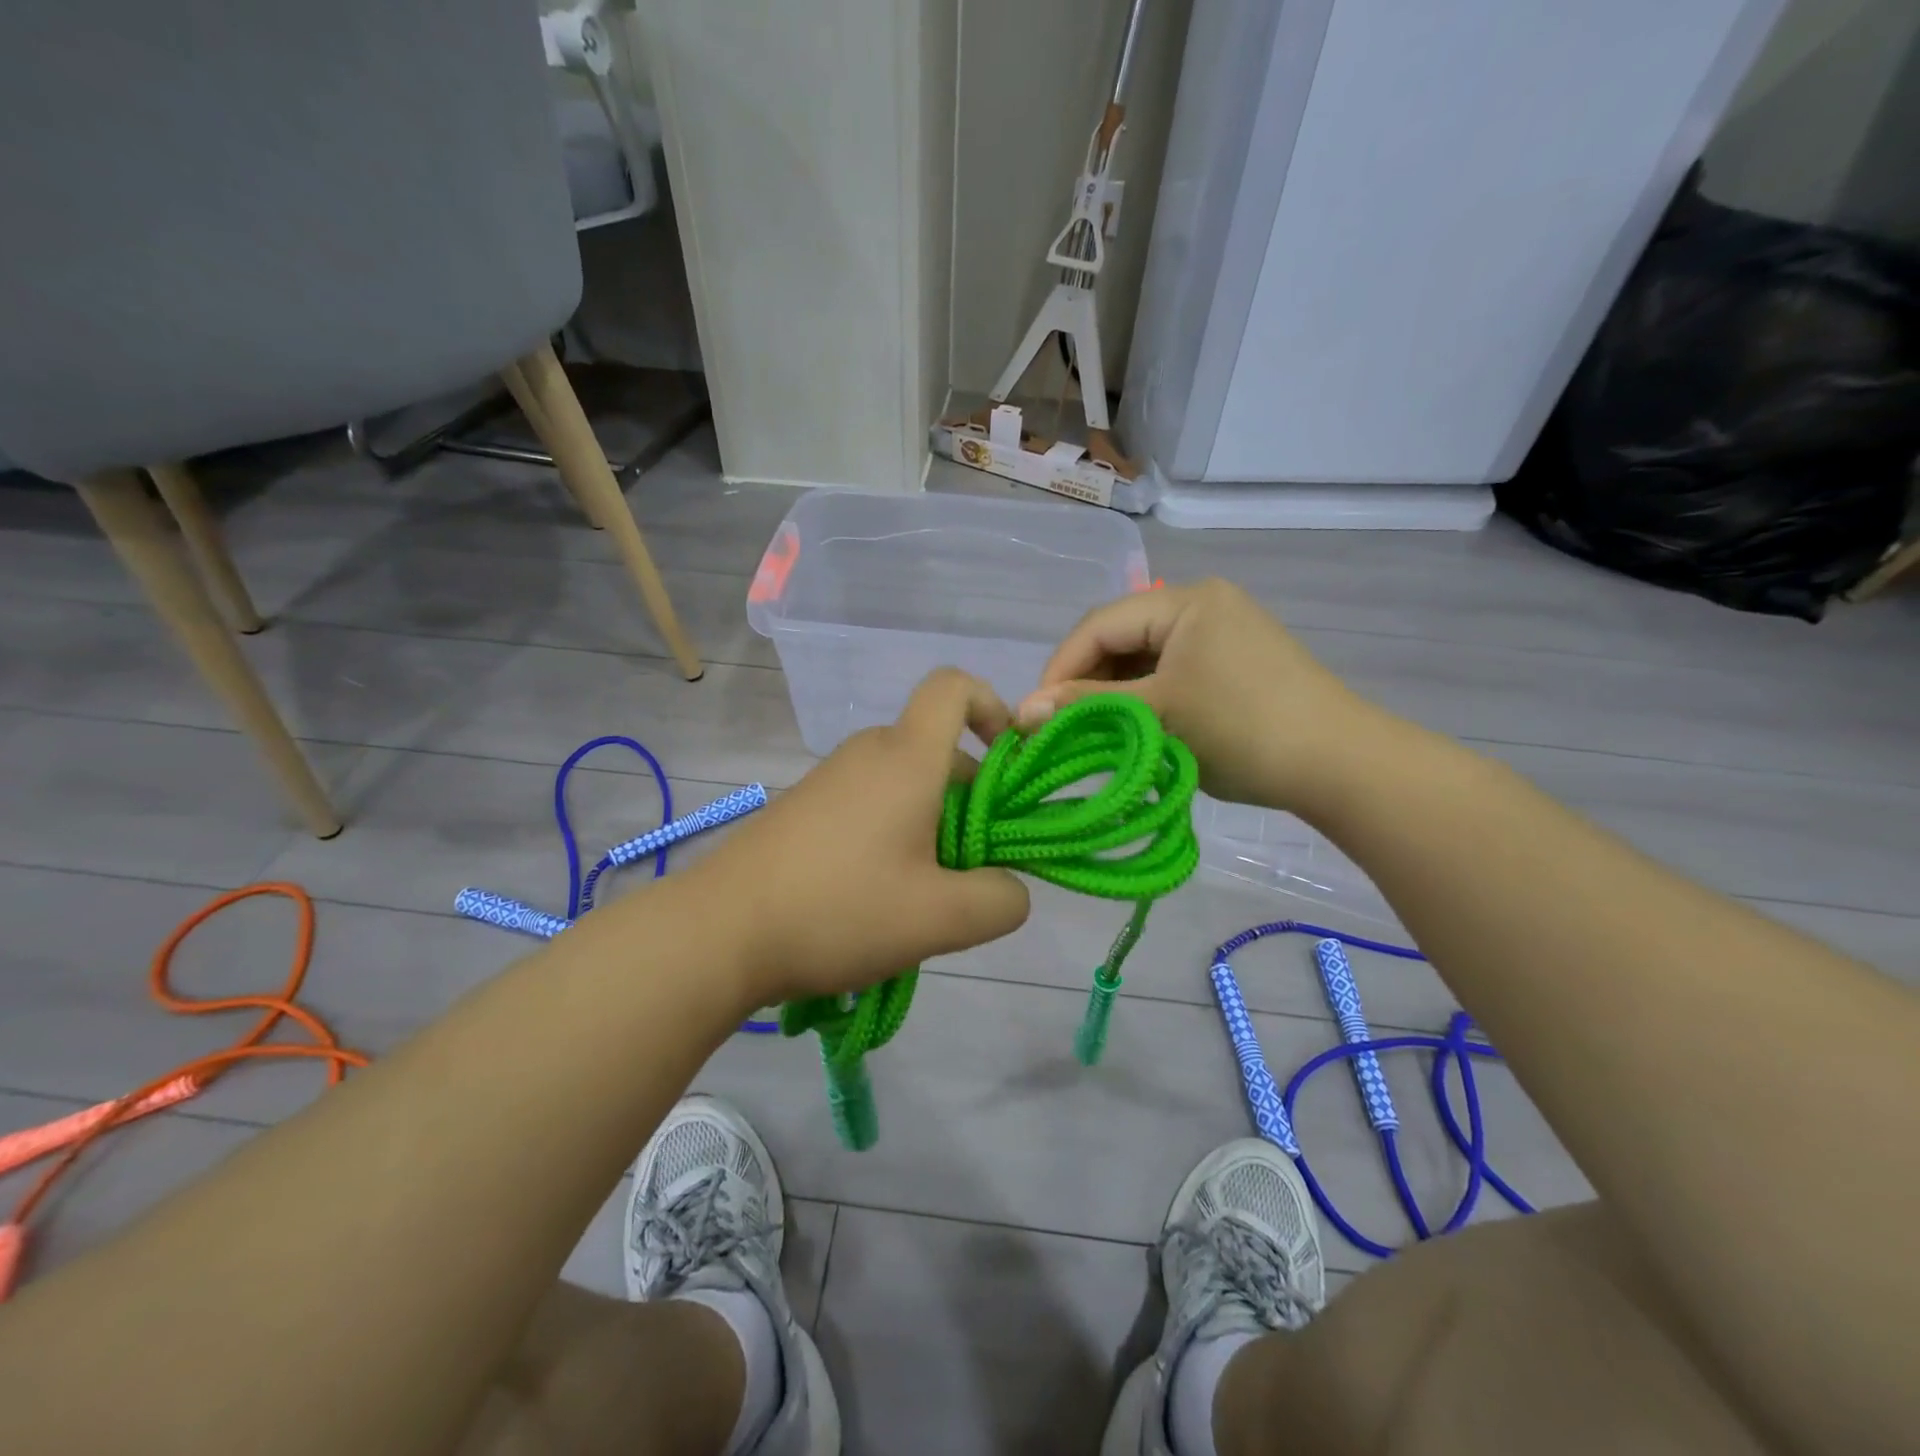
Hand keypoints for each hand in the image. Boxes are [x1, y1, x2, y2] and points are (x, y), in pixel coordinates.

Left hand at [686, 668, 1031, 1007]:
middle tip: (971, 868)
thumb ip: (1001, 899)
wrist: (719, 932)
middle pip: (938, 749)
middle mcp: (868, 753)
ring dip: (932, 827)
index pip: (954, 686)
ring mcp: (830, 780)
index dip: (992, 707)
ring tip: (923, 896)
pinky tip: (876, 898)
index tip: (1007, 761)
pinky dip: (893, 836)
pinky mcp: (805, 808)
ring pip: (904, 784)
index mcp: (907, 758)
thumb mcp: (941, 919)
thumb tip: (1010, 886)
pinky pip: (869, 804)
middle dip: (971, 800)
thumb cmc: (839, 909)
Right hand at [1016, 579, 1377, 811]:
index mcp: (1186, 602)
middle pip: (1121, 638)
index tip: (1031, 713)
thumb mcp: (1156, 714)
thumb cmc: (1242, 729)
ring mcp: (1222, 634)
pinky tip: (1131, 729)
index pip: (1099, 624)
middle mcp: (1203, 605)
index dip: (1059, 668)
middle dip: (1084, 682)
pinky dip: (1144, 699)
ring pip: (1144, 659)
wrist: (1340, 765)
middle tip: (1058, 727)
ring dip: (1113, 694)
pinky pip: (1171, 673)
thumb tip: (1018, 711)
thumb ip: (1085, 706)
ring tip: (1090, 732)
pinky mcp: (1233, 664)